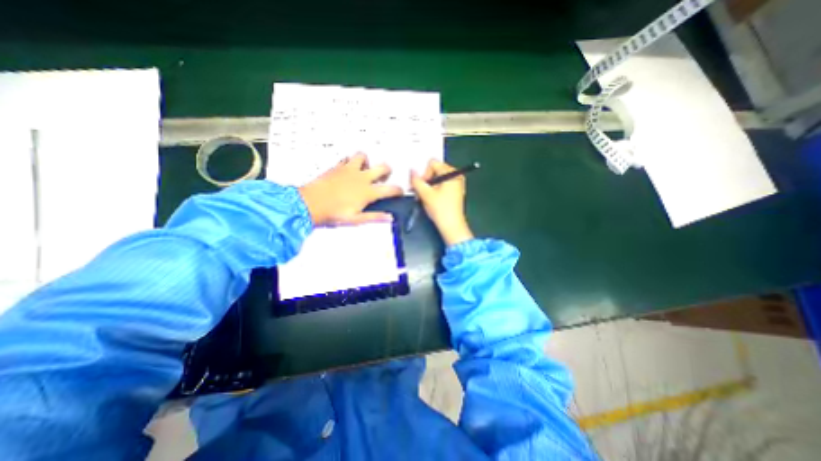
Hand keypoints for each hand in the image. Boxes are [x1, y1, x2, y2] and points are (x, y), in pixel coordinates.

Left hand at [301, 153, 404, 226]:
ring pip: (364, 156)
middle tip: (384, 178)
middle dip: (388, 171)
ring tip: (365, 170)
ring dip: (368, 162)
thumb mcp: (356, 220)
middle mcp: (362, 178)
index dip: (398, 190)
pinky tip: (349, 170)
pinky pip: (347, 158)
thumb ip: (374, 217)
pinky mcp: (338, 167)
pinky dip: (351, 162)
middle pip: (383, 167)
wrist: (309, 204)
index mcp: (368, 192)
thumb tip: (389, 218)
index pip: (391, 189)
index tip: (399, 192)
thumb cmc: (332, 213)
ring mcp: (349, 170)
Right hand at [410, 159, 475, 244]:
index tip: (421, 186)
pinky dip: (435, 190)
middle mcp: (456, 176)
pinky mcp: (455, 192)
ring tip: (425, 198)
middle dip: (426, 181)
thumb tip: (411, 170)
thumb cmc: (440, 209)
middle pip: (435, 170)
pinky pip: (442, 185)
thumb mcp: (425, 194)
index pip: (433, 163)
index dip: (424, 174)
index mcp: (452, 173)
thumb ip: (416, 181)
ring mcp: (457, 184)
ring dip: (429, 187)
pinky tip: (432, 200)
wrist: (452, 227)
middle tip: (421, 193)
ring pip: (437, 179)